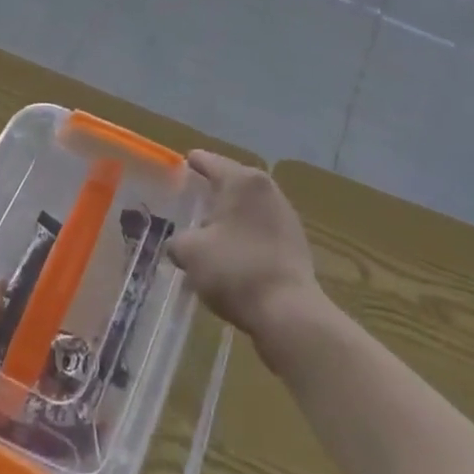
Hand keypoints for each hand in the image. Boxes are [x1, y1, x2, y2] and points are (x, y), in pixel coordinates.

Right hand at [167, 151, 324, 345]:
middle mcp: (267, 188)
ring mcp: (285, 214)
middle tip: (191, 200)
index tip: (182, 164)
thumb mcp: (191, 253)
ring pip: (248, 207)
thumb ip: (178, 242)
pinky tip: (232, 253)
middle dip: (212, 191)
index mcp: (241, 180)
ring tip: (209, 231)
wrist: (289, 312)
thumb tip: (179, 245)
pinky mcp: (295, 241)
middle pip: (232, 182)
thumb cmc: (235, 270)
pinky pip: (261, 228)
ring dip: (230, 216)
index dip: (193, 163)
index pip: (210, 161)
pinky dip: (245, 234)